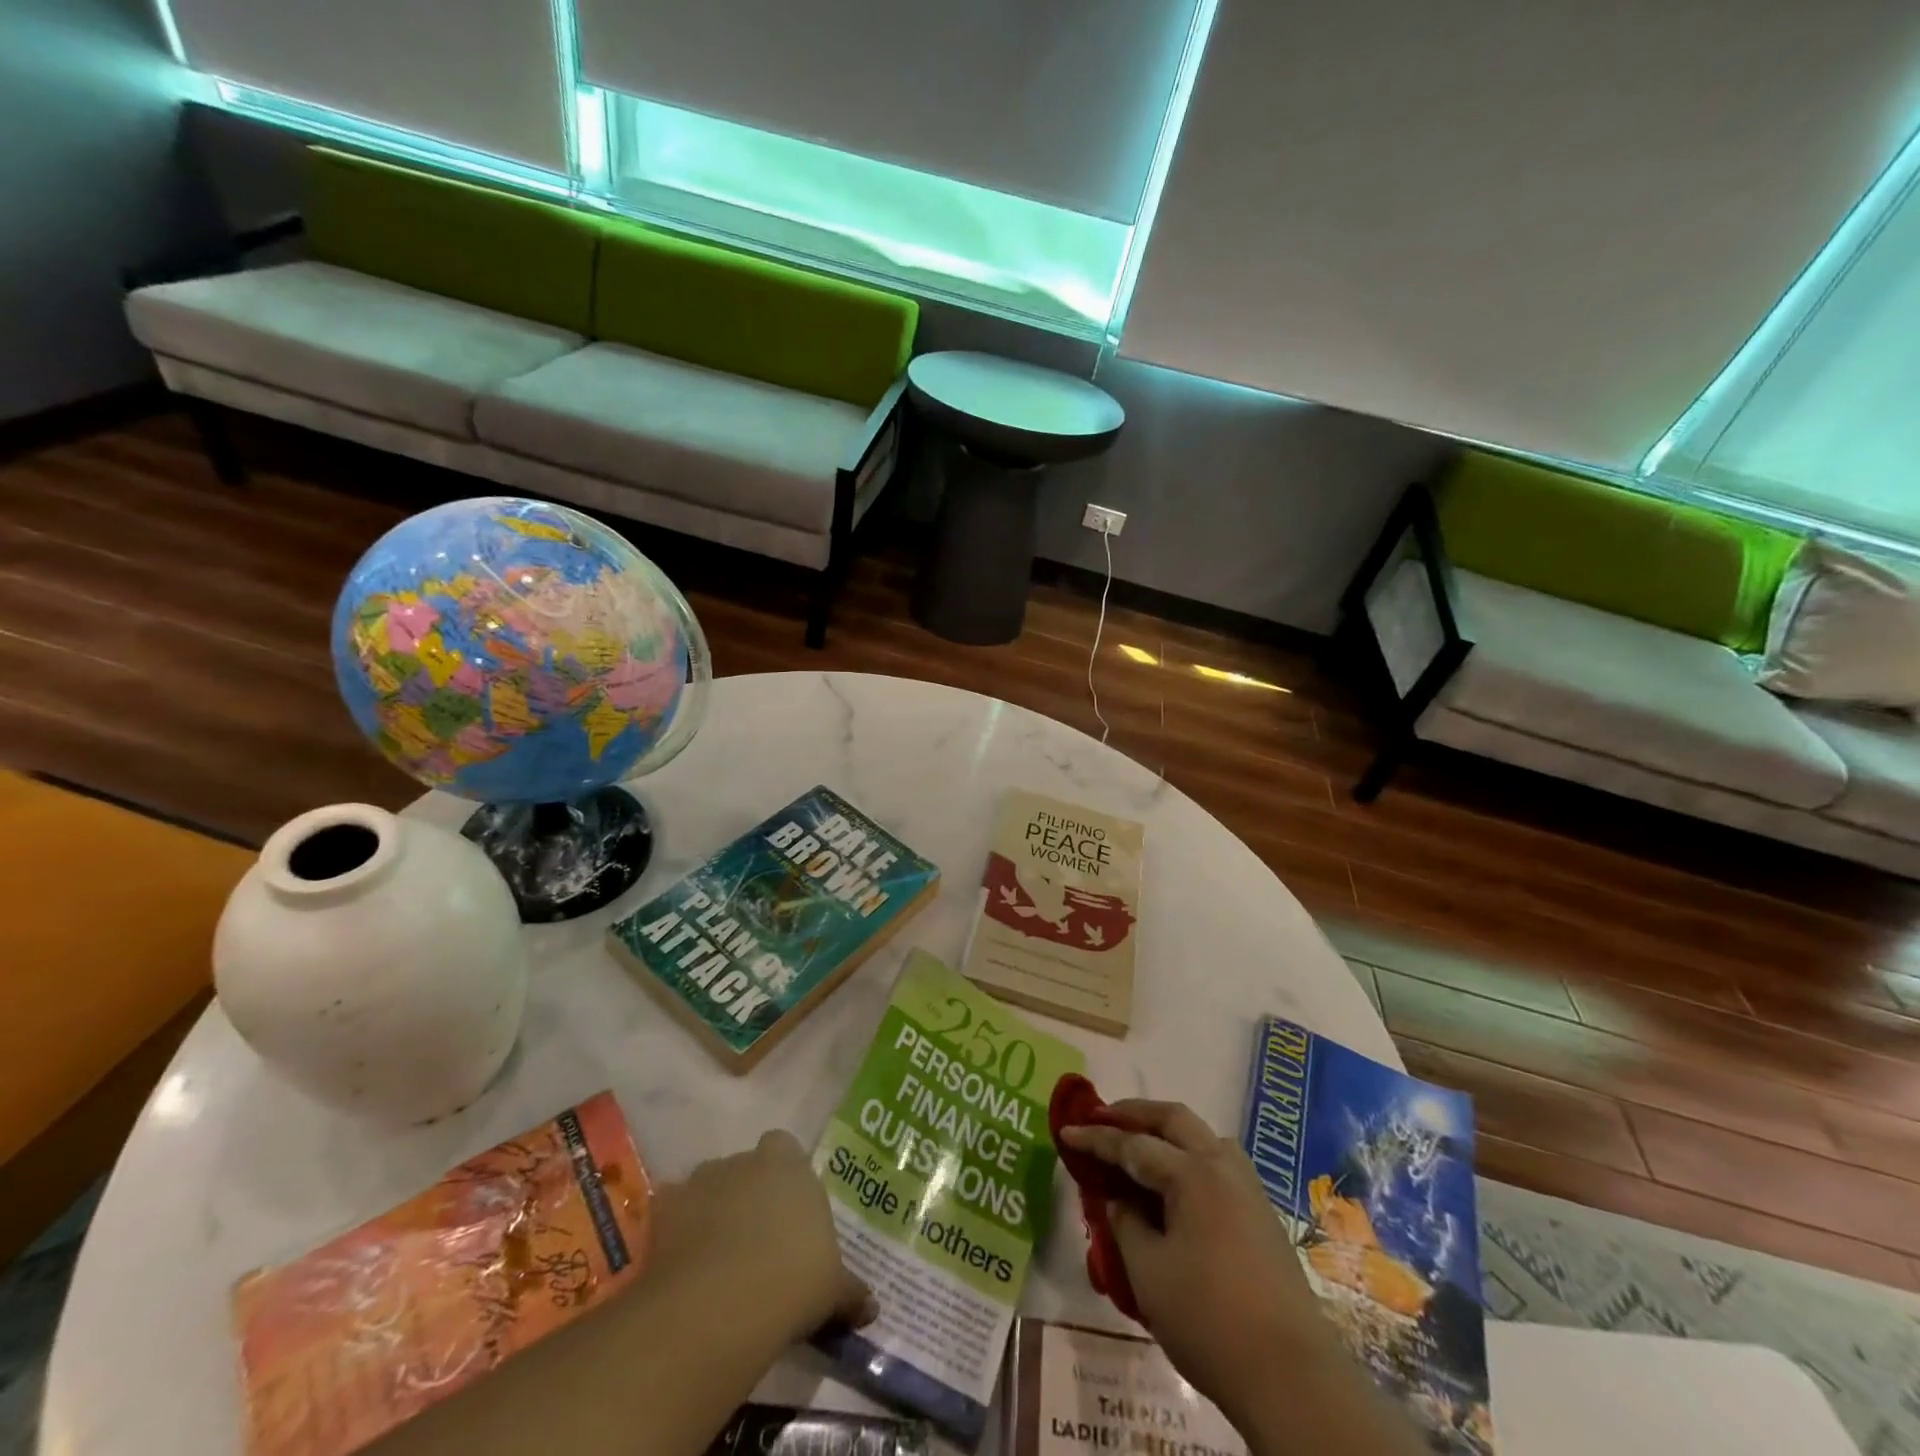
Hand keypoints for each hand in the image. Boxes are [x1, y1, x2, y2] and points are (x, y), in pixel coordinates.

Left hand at [650, 1130, 875, 1345]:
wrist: (724, 1302)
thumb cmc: (794, 1279)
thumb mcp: (832, 1290)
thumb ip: (850, 1292)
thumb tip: (872, 1308)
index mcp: (791, 1165)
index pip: (786, 1148)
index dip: (785, 1175)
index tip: (788, 1209)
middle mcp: (747, 1161)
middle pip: (746, 1167)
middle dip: (748, 1193)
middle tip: (755, 1239)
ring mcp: (703, 1180)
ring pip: (709, 1186)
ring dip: (712, 1210)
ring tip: (717, 1259)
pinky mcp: (666, 1207)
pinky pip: (672, 1212)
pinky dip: (676, 1232)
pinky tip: (683, 1265)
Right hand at [1058, 1101, 1340, 1428]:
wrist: (1291, 1379)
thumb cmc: (1209, 1320)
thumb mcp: (1149, 1272)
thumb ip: (1126, 1224)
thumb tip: (1118, 1200)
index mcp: (1193, 1173)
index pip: (1133, 1145)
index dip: (1096, 1139)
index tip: (1066, 1131)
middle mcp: (1222, 1166)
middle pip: (1174, 1120)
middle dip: (1135, 1114)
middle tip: (1103, 1118)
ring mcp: (1248, 1189)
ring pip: (1202, 1137)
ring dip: (1167, 1131)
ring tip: (1139, 1146)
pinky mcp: (1262, 1215)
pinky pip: (1218, 1164)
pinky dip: (1189, 1157)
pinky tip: (1175, 1183)